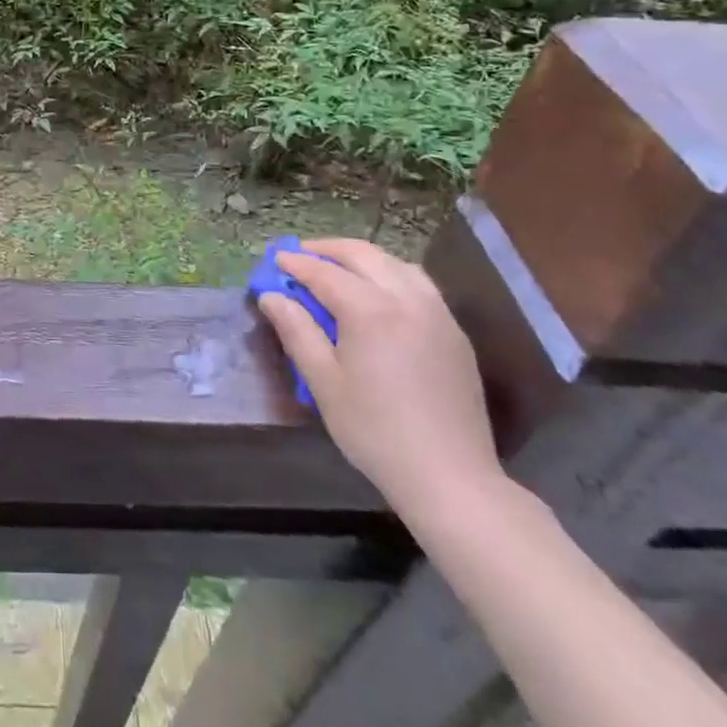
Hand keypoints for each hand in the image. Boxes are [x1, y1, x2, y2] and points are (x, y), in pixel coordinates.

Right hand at [258, 238, 502, 519]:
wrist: (450, 476)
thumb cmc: (375, 430)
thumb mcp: (324, 382)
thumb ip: (297, 331)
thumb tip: (272, 296)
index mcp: (370, 310)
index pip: (324, 272)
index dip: (296, 264)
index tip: (275, 260)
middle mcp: (406, 299)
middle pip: (363, 255)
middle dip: (328, 250)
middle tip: (301, 255)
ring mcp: (437, 313)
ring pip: (395, 264)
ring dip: (362, 258)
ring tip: (338, 269)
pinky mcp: (454, 332)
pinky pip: (419, 284)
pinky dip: (390, 274)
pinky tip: (378, 293)